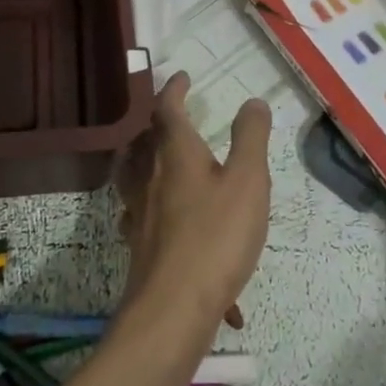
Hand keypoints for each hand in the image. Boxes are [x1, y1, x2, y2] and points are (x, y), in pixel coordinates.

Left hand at [116, 73, 271, 327]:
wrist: (173, 307)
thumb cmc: (216, 236)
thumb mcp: (248, 182)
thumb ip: (251, 139)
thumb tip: (253, 101)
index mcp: (174, 153)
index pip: (167, 109)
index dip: (173, 90)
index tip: (181, 77)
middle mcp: (148, 176)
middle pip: (143, 141)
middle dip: (156, 126)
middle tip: (172, 120)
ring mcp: (138, 212)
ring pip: (133, 176)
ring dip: (145, 162)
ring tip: (162, 164)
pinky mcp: (138, 244)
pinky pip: (142, 216)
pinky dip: (153, 210)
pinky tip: (173, 227)